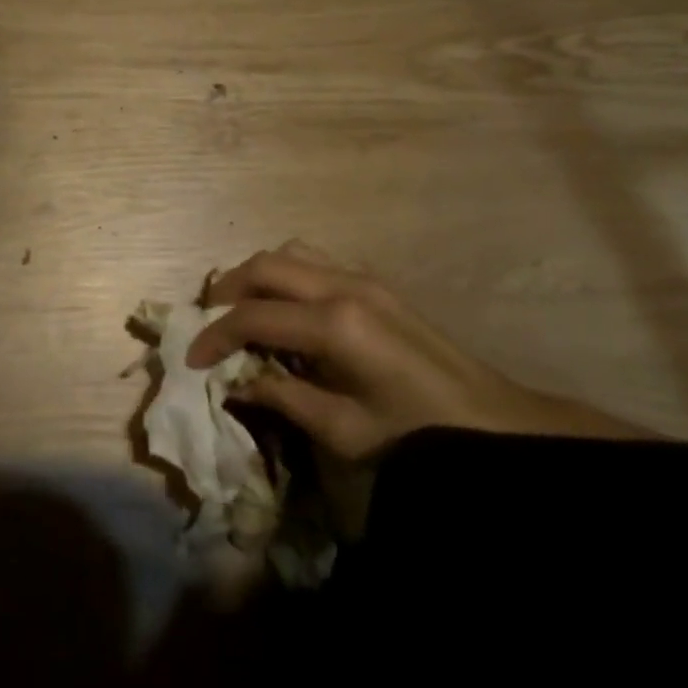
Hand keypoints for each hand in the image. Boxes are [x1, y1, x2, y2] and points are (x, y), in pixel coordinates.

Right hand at [187, 241, 648, 458]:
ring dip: (257, 275)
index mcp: (335, 324)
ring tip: (242, 309)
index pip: (253, 316)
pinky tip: (286, 309)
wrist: (493, 422)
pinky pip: (314, 261)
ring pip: (289, 253)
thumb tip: (234, 383)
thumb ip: (282, 397)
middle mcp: (343, 286)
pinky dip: (286, 275)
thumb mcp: (343, 430)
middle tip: (210, 322)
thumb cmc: (417, 434)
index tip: (194, 360)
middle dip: (228, 289)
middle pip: (265, 266)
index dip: (216, 336)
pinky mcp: (374, 282)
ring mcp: (361, 277)